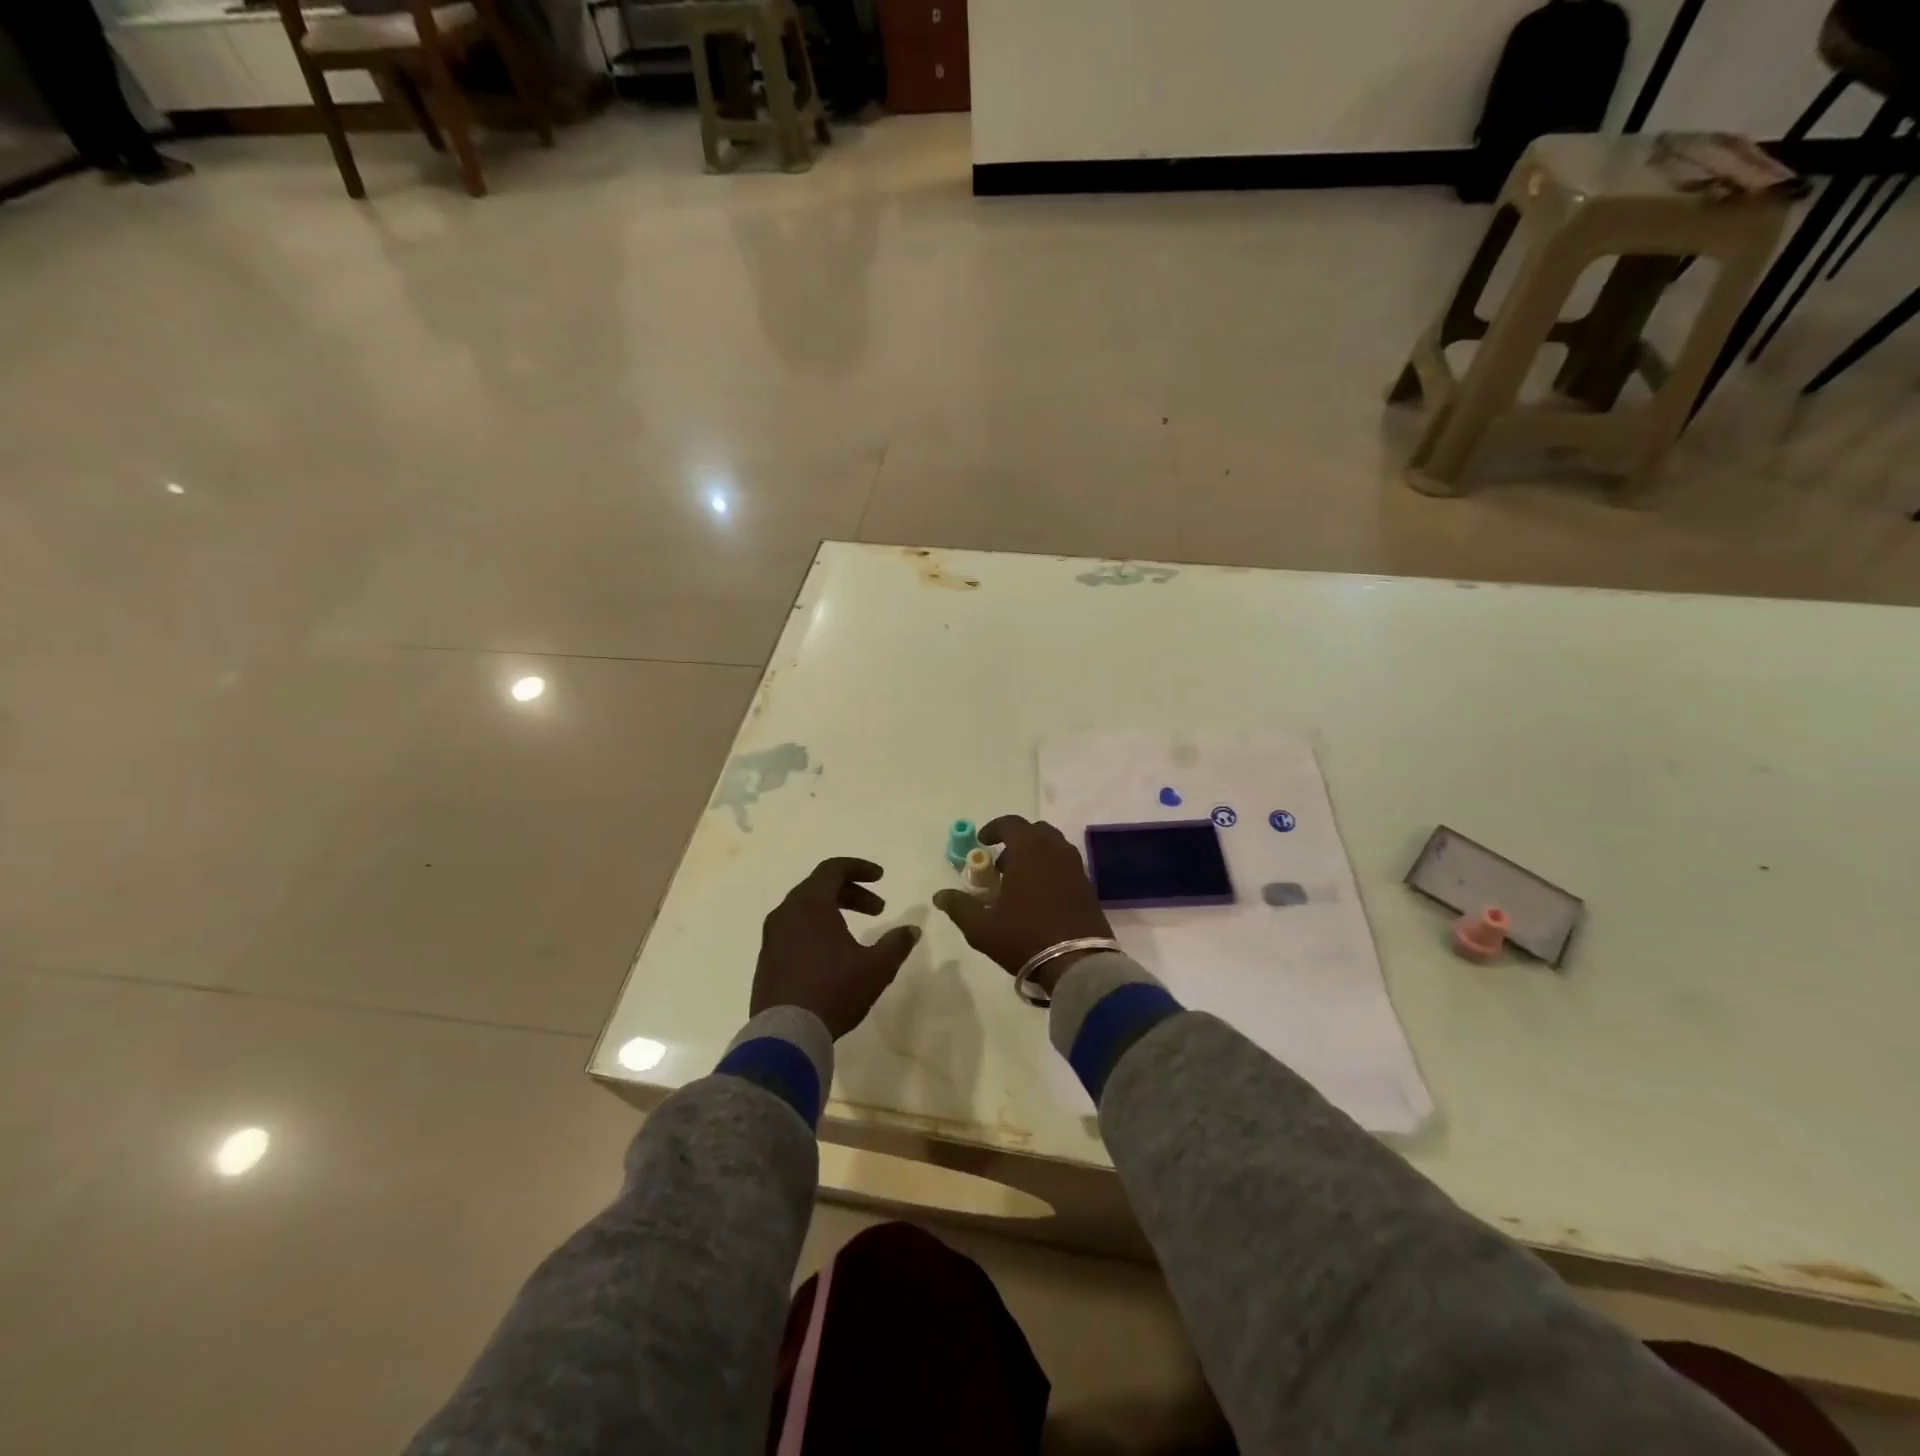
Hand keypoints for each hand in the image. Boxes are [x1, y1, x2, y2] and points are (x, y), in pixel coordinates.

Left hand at [752, 858, 919, 1038]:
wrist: (785, 1035)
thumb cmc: (833, 991)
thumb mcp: (876, 968)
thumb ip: (896, 944)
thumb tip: (911, 930)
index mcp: (809, 905)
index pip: (833, 869)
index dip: (860, 868)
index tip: (881, 878)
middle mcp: (785, 914)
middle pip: (819, 888)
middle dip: (852, 894)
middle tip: (878, 910)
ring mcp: (771, 938)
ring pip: (804, 910)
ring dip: (834, 913)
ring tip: (857, 934)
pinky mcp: (766, 961)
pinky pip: (793, 932)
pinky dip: (816, 931)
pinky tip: (832, 957)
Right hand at [933, 816, 1113, 994]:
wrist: (1078, 963)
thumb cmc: (1025, 937)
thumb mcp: (982, 927)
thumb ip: (959, 907)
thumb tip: (939, 895)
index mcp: (1029, 850)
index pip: (1011, 823)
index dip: (994, 828)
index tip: (982, 842)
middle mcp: (1055, 850)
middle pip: (1035, 831)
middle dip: (1016, 841)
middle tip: (1001, 865)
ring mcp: (1075, 867)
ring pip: (1053, 847)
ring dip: (1035, 855)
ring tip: (1020, 882)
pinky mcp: (1088, 885)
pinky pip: (1065, 864)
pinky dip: (1051, 869)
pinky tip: (1040, 896)